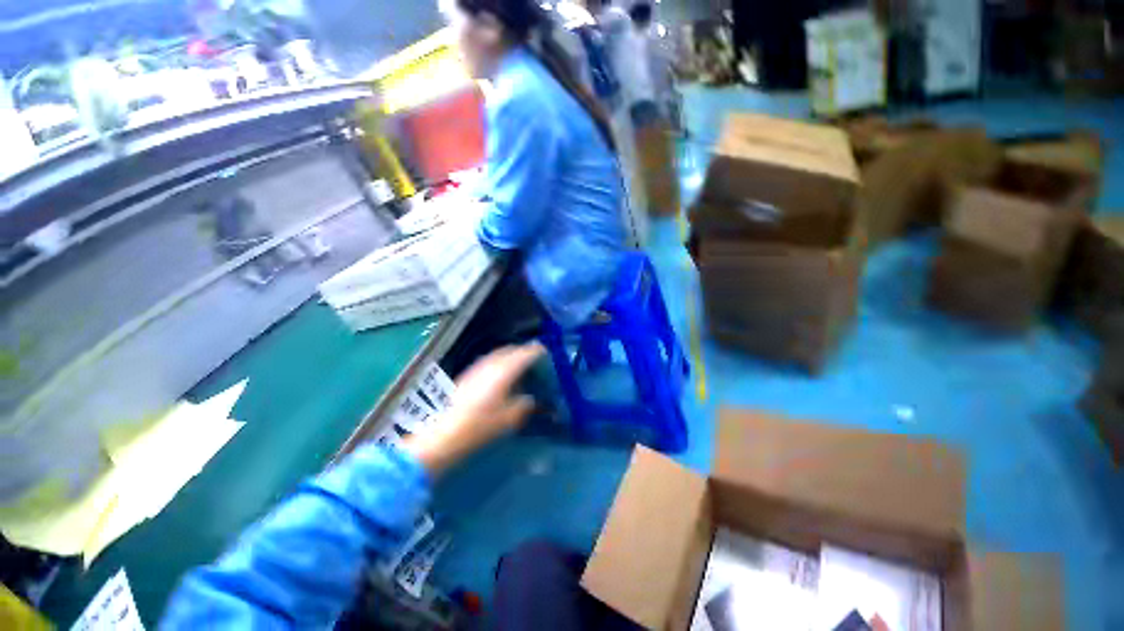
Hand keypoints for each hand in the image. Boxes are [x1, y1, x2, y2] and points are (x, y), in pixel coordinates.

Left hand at [404, 343, 544, 475]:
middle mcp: (490, 365)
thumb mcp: (508, 419)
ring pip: (498, 354)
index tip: (545, 351)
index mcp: (503, 373)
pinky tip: (500, 374)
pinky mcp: (467, 375)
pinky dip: (499, 362)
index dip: (535, 351)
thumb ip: (523, 406)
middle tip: (534, 357)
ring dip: (510, 355)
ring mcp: (476, 368)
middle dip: (523, 351)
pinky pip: (488, 361)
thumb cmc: (480, 426)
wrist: (444, 434)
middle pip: (510, 350)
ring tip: (519, 364)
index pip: (523, 354)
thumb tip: (529, 399)